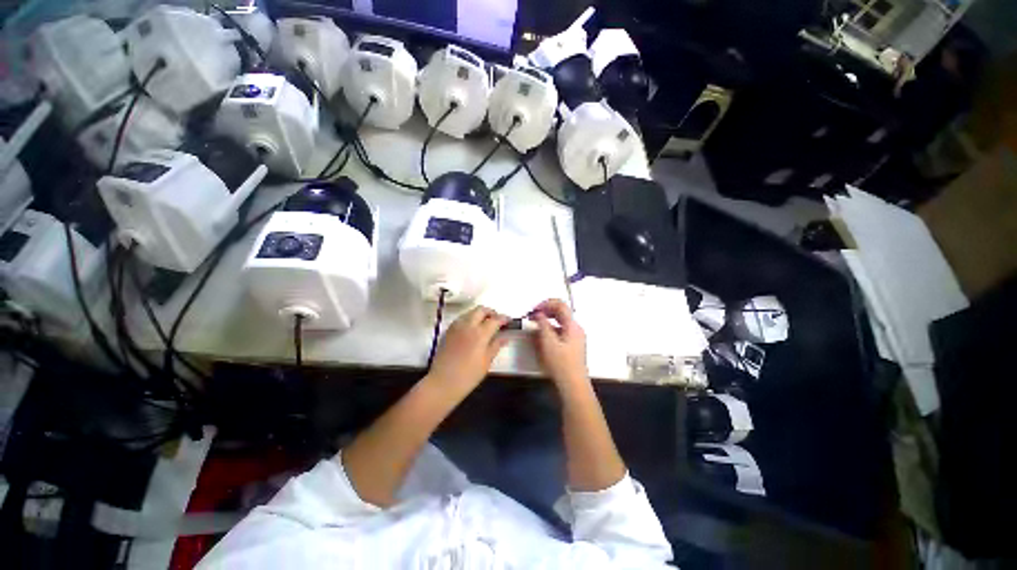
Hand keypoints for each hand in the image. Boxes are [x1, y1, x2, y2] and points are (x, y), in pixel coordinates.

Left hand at [427, 306, 508, 393]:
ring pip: (470, 312)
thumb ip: (496, 345)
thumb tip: (505, 337)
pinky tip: (472, 329)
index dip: (504, 318)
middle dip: (491, 312)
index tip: (509, 321)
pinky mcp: (448, 331)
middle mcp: (468, 325)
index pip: (495, 319)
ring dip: (479, 314)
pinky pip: (461, 319)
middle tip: (497, 320)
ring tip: (485, 324)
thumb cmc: (468, 375)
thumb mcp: (487, 361)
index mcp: (480, 333)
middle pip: (481, 310)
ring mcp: (456, 327)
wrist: (443, 382)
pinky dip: (469, 319)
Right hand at [530, 299, 588, 388]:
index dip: (545, 303)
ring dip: (547, 320)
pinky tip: (542, 337)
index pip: (560, 305)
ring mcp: (575, 337)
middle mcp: (576, 328)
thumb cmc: (561, 364)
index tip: (534, 310)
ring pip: (560, 322)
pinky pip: (561, 331)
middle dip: (545, 311)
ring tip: (535, 326)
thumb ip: (543, 325)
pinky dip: (551, 329)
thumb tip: (538, 314)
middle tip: (532, 316)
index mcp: (572, 325)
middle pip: (561, 312)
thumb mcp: (548, 342)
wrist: (573, 385)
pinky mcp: (572, 345)